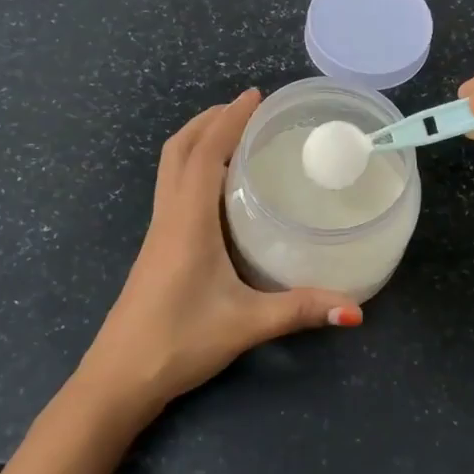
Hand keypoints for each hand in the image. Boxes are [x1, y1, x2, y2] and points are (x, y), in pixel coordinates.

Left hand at [79, 89, 361, 418]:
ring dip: (197, 141)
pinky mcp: (156, 248)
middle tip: (247, 109)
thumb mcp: (246, 324)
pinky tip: (216, 188)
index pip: (206, 153)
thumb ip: (300, 311)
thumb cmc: (179, 341)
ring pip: (170, 168)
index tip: (255, 96)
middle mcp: (169, 216)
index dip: (229, 120)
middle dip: (210, 121)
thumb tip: (354, 309)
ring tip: (233, 136)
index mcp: (188, 220)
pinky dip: (192, 168)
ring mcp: (158, 232)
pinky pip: (172, 189)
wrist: (119, 377)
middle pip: (180, 150)